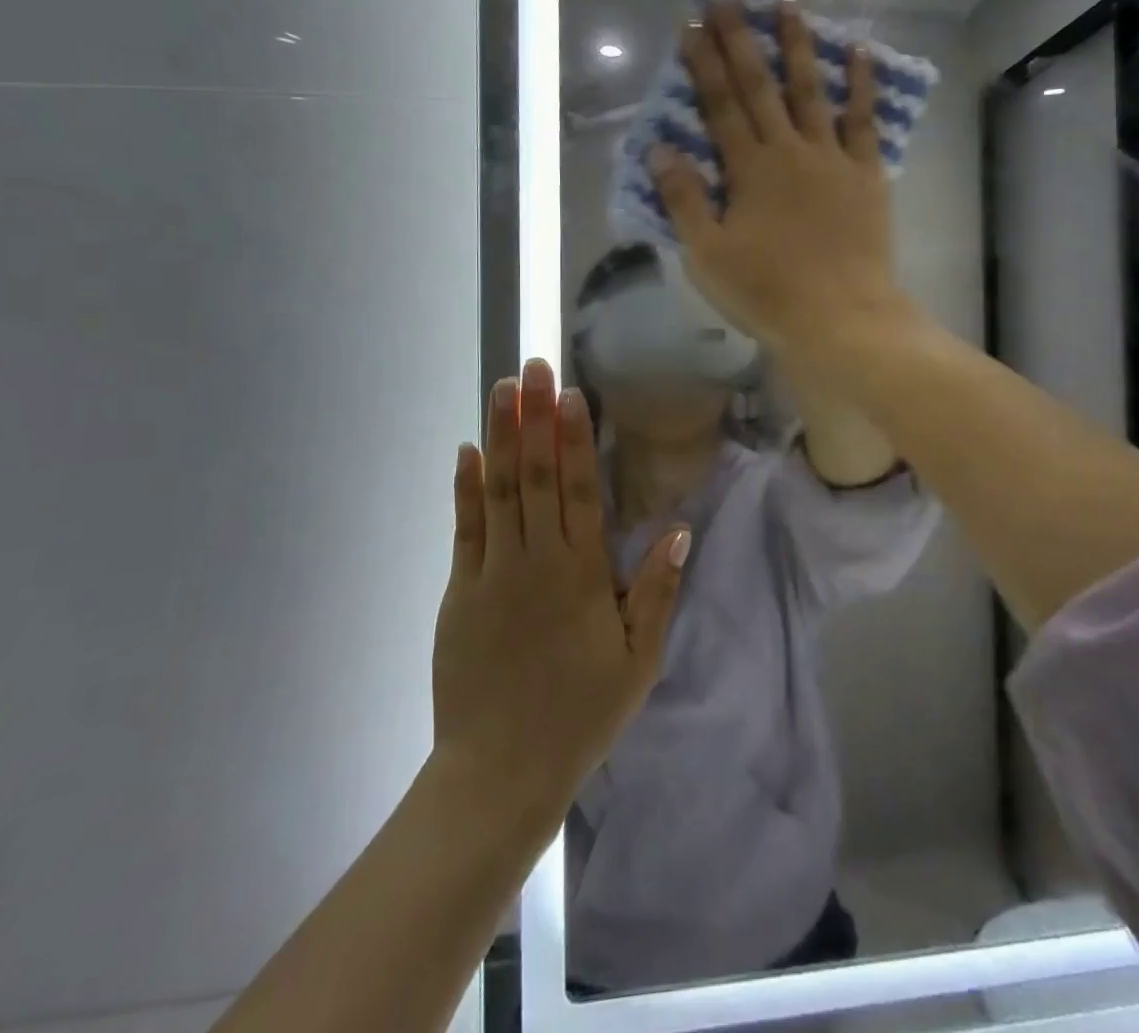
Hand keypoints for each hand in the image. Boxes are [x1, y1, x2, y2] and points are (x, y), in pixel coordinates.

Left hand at [432, 359, 689, 807]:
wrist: (500, 773)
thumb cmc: (581, 714)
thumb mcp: (639, 661)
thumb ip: (656, 592)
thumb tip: (679, 529)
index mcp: (584, 575)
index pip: (582, 490)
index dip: (576, 438)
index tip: (570, 393)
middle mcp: (538, 562)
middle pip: (538, 476)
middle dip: (535, 417)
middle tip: (532, 366)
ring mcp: (493, 574)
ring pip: (499, 491)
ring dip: (501, 436)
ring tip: (501, 389)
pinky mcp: (459, 593)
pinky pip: (465, 529)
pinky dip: (466, 487)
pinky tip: (467, 451)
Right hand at [649, 0, 911, 365]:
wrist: (841, 317)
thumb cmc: (768, 292)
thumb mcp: (708, 255)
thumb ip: (686, 200)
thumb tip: (661, 150)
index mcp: (748, 170)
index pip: (719, 106)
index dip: (703, 65)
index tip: (691, 25)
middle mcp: (789, 151)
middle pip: (760, 87)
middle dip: (740, 38)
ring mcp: (832, 158)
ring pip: (811, 91)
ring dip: (797, 46)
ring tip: (788, 3)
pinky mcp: (867, 174)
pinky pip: (864, 121)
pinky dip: (861, 85)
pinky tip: (859, 52)